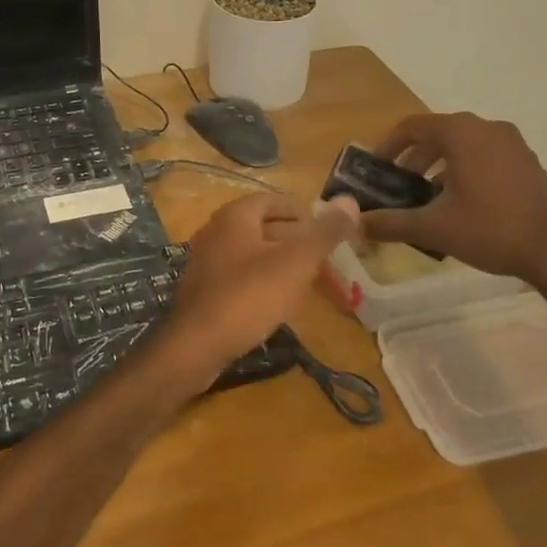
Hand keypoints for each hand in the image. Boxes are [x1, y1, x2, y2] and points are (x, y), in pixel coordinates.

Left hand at [156, 192, 359, 389]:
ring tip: (312, 282)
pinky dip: (265, 281)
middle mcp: (217, 231)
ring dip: (284, 264)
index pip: (274, 201)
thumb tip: (351, 200)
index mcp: (235, 216)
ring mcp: (207, 261)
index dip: (304, 212)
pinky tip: (282, 302)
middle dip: (299, 242)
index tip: (329, 230)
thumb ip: (324, 233)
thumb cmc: (248, 296)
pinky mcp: (205, 290)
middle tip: (328, 261)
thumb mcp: (295, 263)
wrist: (195, 346)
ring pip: (255, 253)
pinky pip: (241, 276)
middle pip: (265, 227)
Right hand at [360, 113, 546, 289]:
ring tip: (426, 197)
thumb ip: (391, 223)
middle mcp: (487, 128)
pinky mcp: (528, 162)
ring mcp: (512, 144)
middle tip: (398, 185)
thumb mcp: (434, 228)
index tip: (375, 168)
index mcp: (461, 132)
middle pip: (437, 133)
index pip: (412, 126)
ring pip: (463, 145)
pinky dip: (464, 170)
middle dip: (413, 158)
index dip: (387, 145)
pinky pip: (484, 155)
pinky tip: (460, 203)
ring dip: (438, 165)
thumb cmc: (491, 229)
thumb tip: (356, 223)